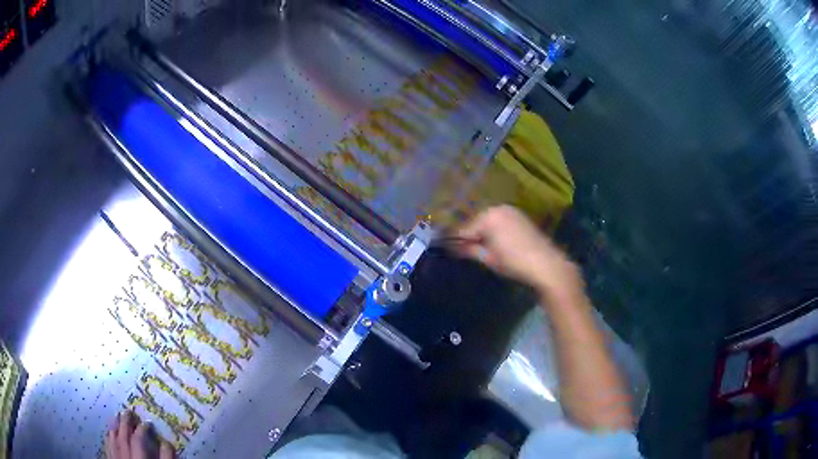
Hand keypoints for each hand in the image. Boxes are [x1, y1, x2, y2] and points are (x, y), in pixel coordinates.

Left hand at [105, 411, 174, 458]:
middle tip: (128, 411)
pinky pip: (107, 449)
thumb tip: (167, 443)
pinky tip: (108, 434)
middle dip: (125, 423)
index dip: (143, 429)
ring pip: (112, 441)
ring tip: (115, 416)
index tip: (148, 423)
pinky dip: (108, 439)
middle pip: (122, 436)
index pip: (138, 439)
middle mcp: (125, 457)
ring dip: (113, 427)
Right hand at [457, 205, 582, 299]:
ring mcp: (511, 211)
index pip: (464, 229)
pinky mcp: (521, 217)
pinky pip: (500, 222)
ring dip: (483, 233)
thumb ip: (469, 250)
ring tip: (479, 249)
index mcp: (488, 216)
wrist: (547, 264)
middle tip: (463, 251)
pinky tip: (496, 244)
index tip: (446, 249)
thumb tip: (453, 247)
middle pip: (476, 222)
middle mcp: (498, 208)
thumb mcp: (488, 258)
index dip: (454, 241)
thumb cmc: (514, 262)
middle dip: (470, 236)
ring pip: (488, 221)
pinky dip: (495, 231)